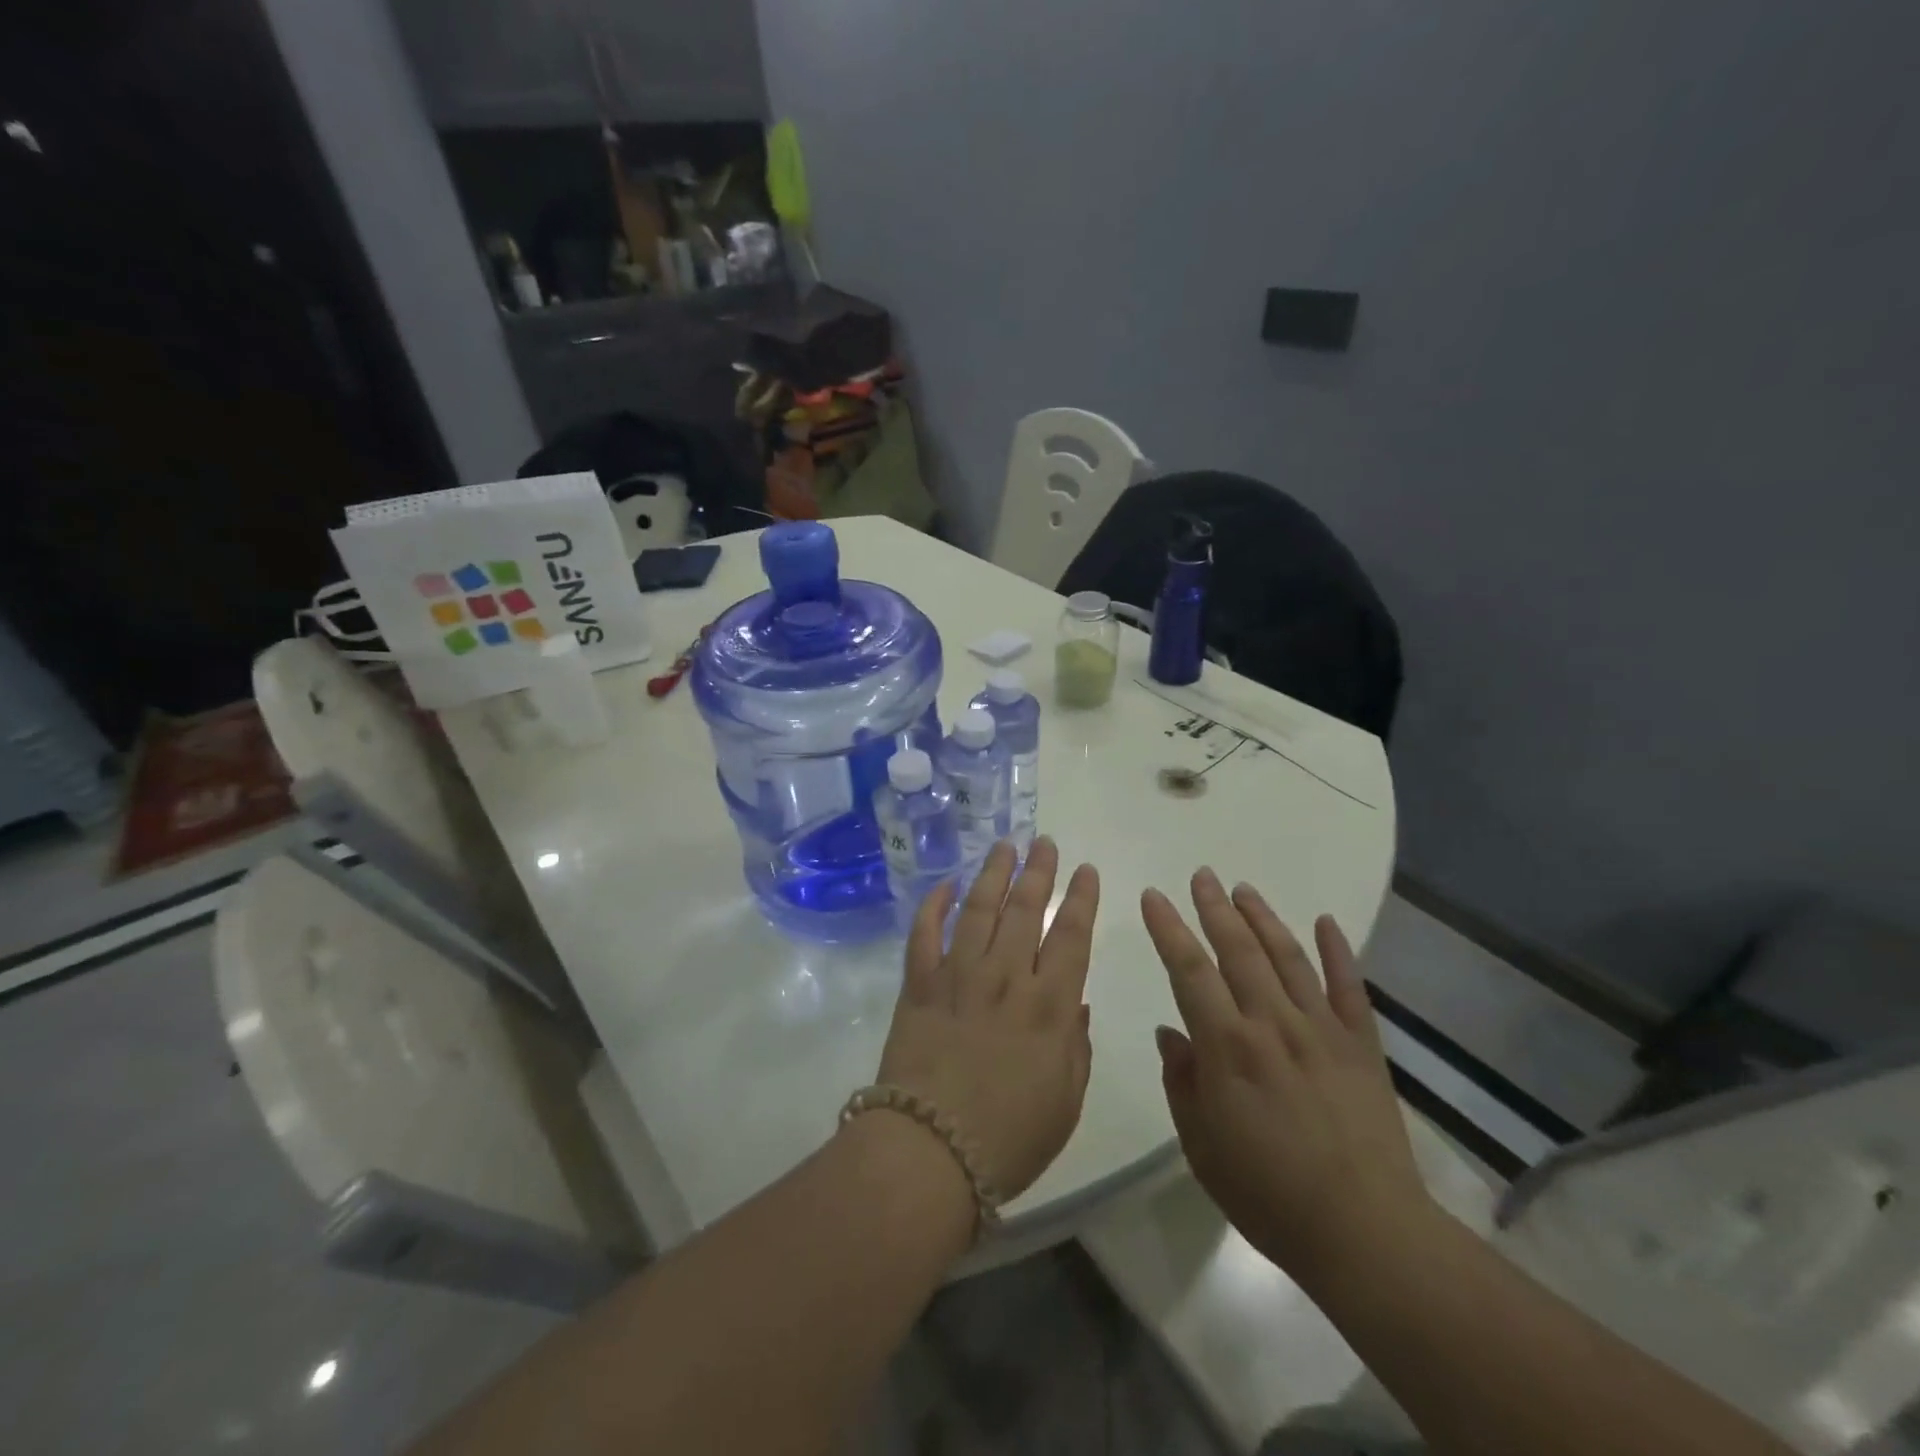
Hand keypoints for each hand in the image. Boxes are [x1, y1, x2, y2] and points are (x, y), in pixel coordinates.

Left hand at [873, 837, 1099, 1202]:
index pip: (1072, 935)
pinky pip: (925, 934)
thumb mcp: (1066, 1100)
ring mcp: (958, 975)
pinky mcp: (919, 985)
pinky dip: (933, 906)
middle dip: (1038, 871)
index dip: (1081, 899)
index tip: (1086, 869)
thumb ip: (1075, 1044)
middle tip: (1044, 841)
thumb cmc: (1010, 1137)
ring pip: (979, 909)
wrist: (930, 1151)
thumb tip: (1074, 1001)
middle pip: (1026, 910)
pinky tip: (945, 885)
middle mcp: (1006, 977)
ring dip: (993, 874)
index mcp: (1049, 1005)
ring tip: (1004, 846)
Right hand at [1142, 870, 1432, 1281]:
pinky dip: (1337, 952)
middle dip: (1215, 908)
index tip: (1154, 896)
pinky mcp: (1361, 1046)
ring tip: (1243, 888)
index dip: (1168, 929)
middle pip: (1238, 951)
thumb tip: (1171, 1033)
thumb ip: (1182, 1082)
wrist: (1365, 1233)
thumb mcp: (1201, 1145)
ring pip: (1287, 958)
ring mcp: (1321, 1030)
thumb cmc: (1268, 1195)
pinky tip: (1325, 923)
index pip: (1189, 970)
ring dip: (1263, 919)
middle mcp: (1272, 1024)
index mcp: (1227, 1047)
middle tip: (1202, 874)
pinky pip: (1348, 988)